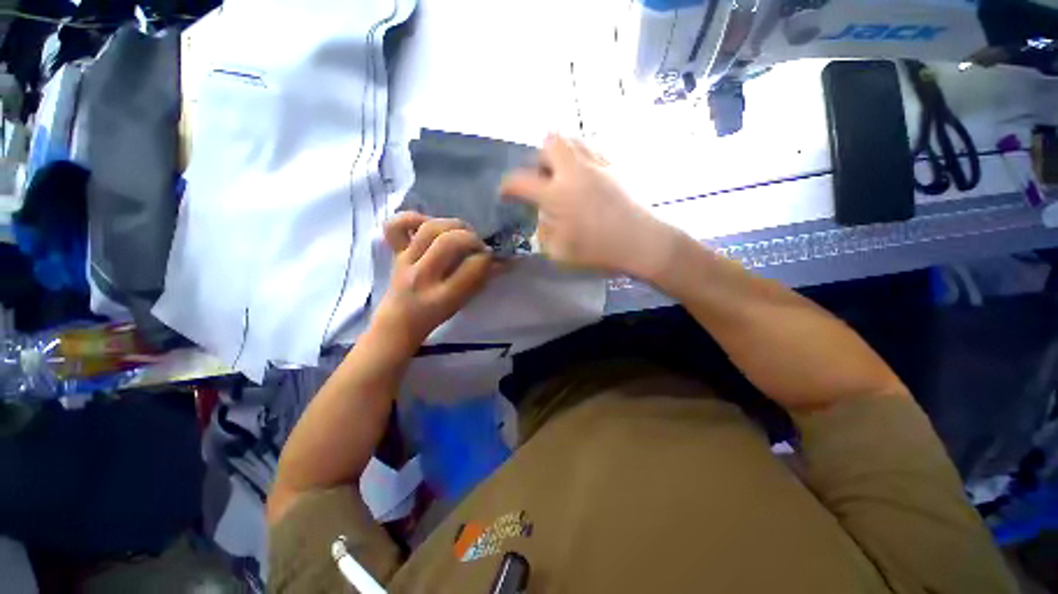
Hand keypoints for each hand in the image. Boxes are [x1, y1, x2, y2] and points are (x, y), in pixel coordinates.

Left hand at [371, 213, 493, 351]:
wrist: (400, 320)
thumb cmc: (437, 314)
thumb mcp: (463, 302)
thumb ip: (480, 280)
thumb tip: (501, 261)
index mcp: (443, 297)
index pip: (472, 266)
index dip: (486, 258)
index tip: (490, 258)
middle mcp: (423, 277)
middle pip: (449, 242)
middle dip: (471, 238)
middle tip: (477, 244)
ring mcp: (405, 261)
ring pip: (429, 229)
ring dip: (452, 225)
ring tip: (461, 232)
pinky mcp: (395, 252)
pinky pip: (395, 227)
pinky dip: (412, 218)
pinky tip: (427, 222)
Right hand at [500, 134, 681, 279]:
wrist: (643, 242)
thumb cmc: (600, 251)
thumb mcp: (560, 251)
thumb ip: (544, 230)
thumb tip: (543, 215)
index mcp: (557, 193)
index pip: (520, 181)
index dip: (507, 186)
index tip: (506, 193)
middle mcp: (574, 170)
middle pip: (549, 141)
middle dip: (539, 158)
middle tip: (544, 180)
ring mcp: (598, 163)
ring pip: (572, 139)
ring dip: (561, 154)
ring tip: (564, 176)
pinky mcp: (616, 165)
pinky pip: (592, 148)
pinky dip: (581, 158)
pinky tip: (586, 178)